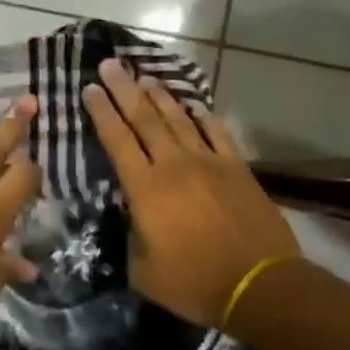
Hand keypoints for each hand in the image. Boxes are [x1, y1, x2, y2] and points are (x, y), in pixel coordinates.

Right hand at [82, 59, 299, 327]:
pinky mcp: (237, 168)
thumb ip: (132, 237)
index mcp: (146, 188)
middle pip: (144, 118)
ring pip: (179, 119)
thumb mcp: (143, 271)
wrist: (260, 285)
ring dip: (159, 96)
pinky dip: (203, 117)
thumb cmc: (195, 283)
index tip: (89, 88)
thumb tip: (133, 216)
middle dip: (124, 89)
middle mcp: (174, 164)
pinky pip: (216, 132)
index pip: (117, 139)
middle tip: (110, 64)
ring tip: (145, 77)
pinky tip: (194, 106)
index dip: (101, 112)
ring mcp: (209, 162)